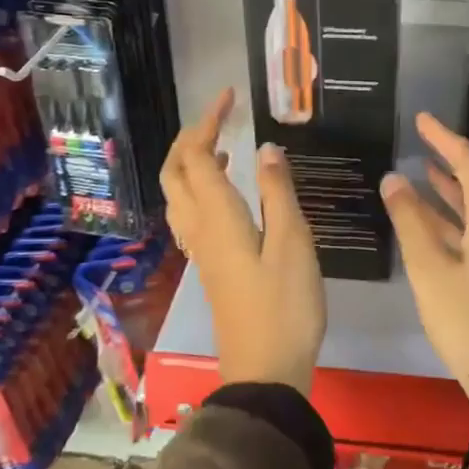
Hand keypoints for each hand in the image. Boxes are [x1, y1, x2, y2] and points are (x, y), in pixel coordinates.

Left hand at [161, 89, 325, 393]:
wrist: (265, 370)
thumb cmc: (286, 306)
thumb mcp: (293, 244)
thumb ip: (279, 192)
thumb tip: (265, 148)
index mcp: (218, 217)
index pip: (196, 156)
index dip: (207, 121)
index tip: (229, 97)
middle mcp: (199, 228)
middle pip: (175, 173)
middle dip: (190, 137)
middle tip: (220, 117)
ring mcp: (201, 249)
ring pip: (179, 194)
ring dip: (192, 162)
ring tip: (223, 147)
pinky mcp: (210, 265)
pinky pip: (192, 213)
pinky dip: (201, 188)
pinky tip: (230, 192)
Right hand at [380, 113, 468, 421]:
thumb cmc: (468, 319)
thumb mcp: (430, 268)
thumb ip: (410, 219)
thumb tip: (394, 178)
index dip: (444, 138)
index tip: (422, 119)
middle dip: (448, 160)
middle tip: (419, 141)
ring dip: (451, 190)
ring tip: (421, 170)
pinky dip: (457, 218)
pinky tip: (432, 218)